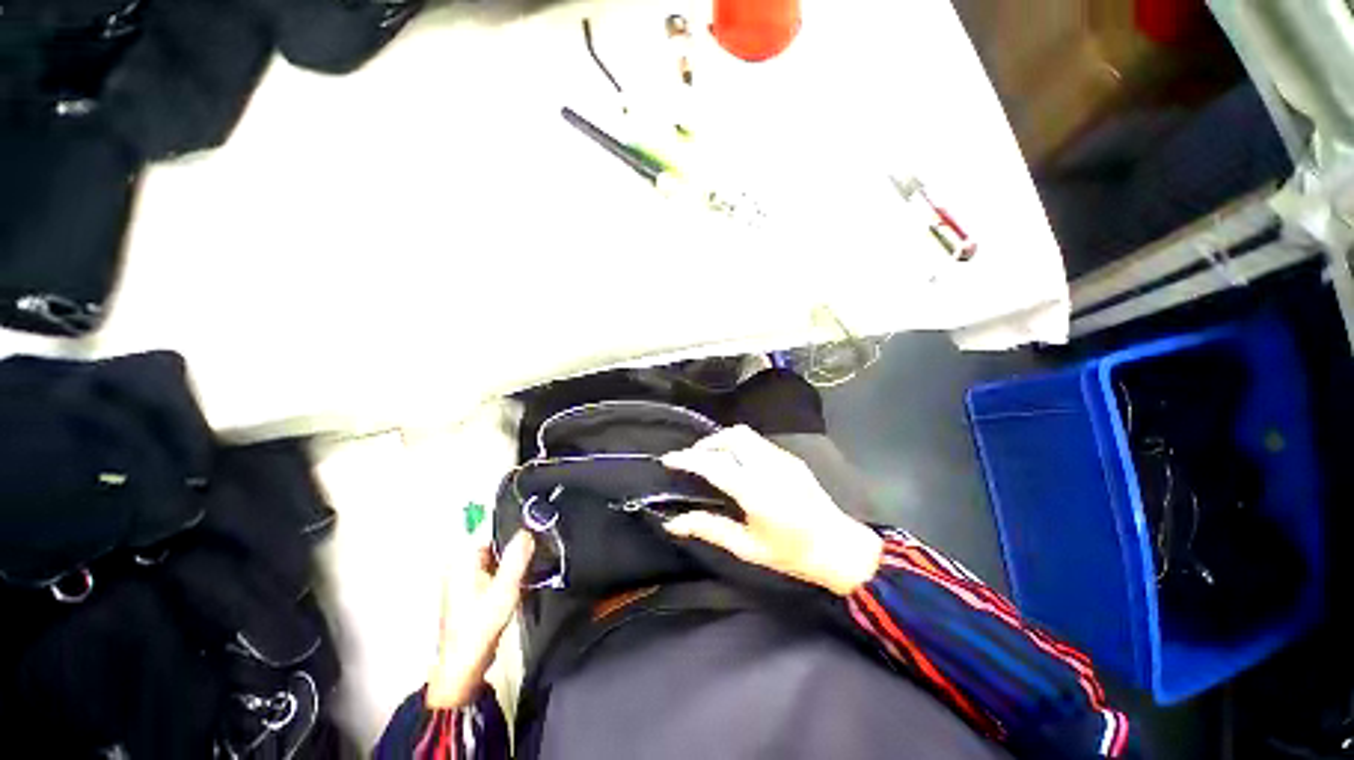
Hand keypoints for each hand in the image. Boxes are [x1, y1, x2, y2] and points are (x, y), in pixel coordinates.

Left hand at [427, 530, 534, 708]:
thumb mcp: (504, 589)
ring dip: (515, 553)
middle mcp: (462, 563)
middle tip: (542, 537)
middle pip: (494, 537)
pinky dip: (510, 567)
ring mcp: (467, 576)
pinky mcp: (474, 588)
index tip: (536, 516)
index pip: (489, 524)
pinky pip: (496, 567)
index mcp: (463, 559)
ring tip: (537, 553)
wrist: (464, 666)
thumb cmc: (480, 626)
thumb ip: (517, 557)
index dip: (513, 518)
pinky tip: (525, 573)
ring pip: (497, 553)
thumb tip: (528, 530)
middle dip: (517, 537)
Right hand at [662, 426, 882, 595]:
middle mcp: (769, 467)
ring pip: (745, 434)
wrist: (838, 547)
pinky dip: (739, 446)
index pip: (714, 464)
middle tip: (692, 461)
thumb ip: (709, 528)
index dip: (688, 458)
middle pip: (731, 436)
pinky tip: (737, 465)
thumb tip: (673, 522)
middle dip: (706, 443)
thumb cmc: (792, 553)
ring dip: (722, 441)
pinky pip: (758, 442)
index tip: (669, 459)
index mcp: (756, 492)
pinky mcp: (791, 457)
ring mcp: (783, 458)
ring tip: (711, 460)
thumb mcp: (747, 547)